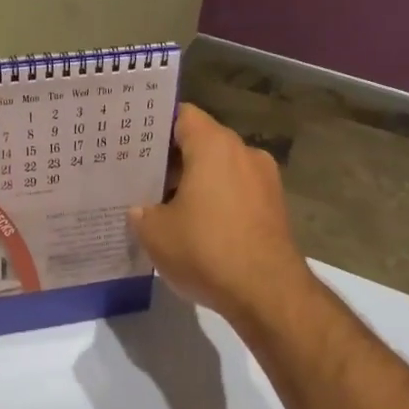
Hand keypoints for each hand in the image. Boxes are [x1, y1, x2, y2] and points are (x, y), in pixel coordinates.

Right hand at [129, 104, 308, 323]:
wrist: (267, 293)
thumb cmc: (206, 250)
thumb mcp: (155, 233)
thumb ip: (141, 212)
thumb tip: (141, 209)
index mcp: (214, 145)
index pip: (182, 115)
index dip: (155, 125)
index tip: (133, 140)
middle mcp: (244, 153)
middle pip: (202, 142)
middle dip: (172, 159)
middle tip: (140, 176)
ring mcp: (265, 180)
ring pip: (220, 169)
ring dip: (195, 183)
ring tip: (165, 206)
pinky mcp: (274, 208)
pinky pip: (237, 193)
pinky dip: (217, 202)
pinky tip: (196, 227)